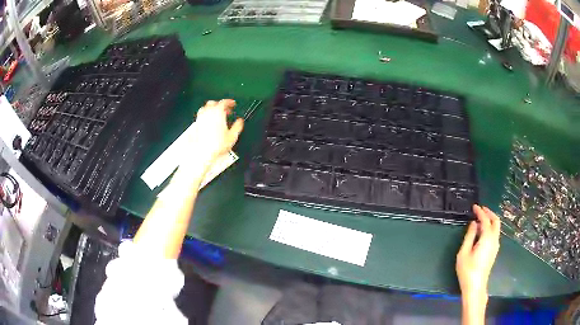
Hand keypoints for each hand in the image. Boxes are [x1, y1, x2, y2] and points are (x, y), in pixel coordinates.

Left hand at [190, 99, 243, 164]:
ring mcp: (200, 118)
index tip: (232, 104)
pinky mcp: (195, 125)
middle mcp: (207, 113)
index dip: (229, 102)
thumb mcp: (232, 136)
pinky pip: (200, 116)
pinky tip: (209, 123)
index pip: (224, 102)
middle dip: (219, 105)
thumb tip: (240, 121)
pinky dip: (205, 117)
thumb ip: (237, 126)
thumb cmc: (216, 145)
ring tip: (216, 115)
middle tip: (225, 110)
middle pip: (213, 103)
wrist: (202, 153)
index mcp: (217, 112)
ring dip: (211, 109)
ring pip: (205, 108)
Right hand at [456, 205, 500, 304]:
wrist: (475, 286)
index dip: (480, 212)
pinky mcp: (494, 251)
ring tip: (480, 220)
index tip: (474, 206)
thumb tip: (474, 224)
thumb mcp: (463, 253)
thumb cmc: (467, 270)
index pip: (485, 220)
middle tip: (480, 209)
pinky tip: (482, 232)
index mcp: (487, 238)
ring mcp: (496, 245)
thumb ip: (469, 236)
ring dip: (490, 220)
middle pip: (496, 221)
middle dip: (489, 213)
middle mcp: (494, 239)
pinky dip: (490, 228)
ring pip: (496, 227)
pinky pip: (495, 234)